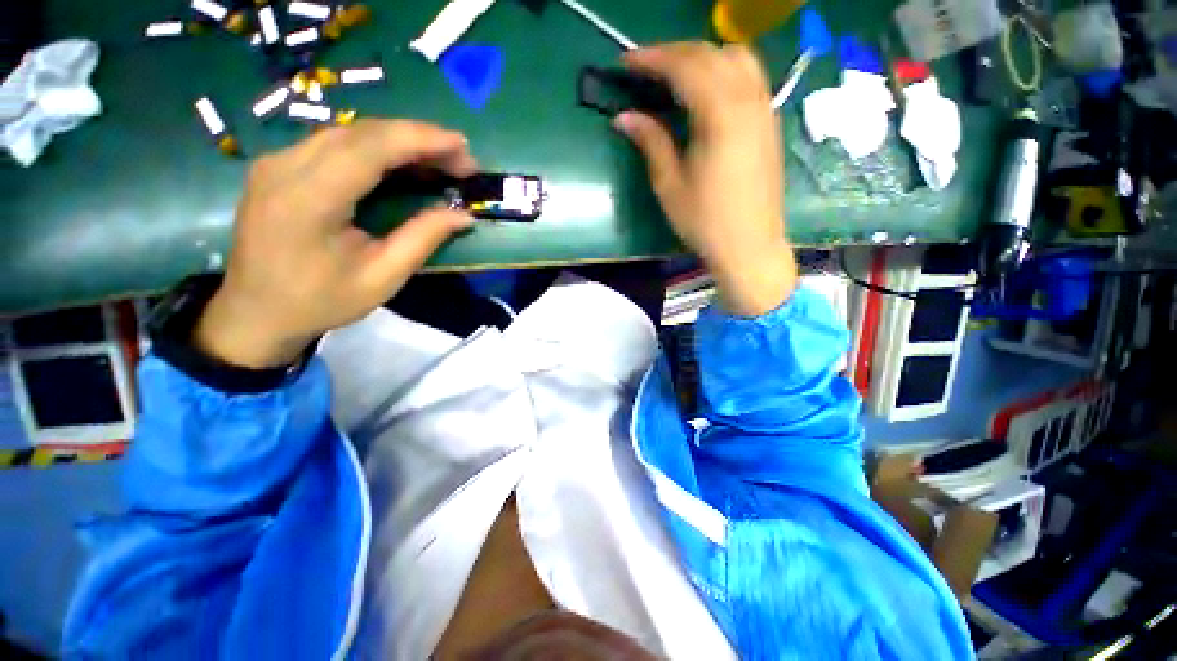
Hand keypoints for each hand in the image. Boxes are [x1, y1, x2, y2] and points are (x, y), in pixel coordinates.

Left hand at [194, 119, 477, 368]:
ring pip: (349, 133)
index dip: (421, 140)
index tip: (462, 147)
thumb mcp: (382, 278)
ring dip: (399, 140)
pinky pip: (336, 143)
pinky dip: (377, 147)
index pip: (370, 148)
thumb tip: (463, 215)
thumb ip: (422, 239)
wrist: (255, 312)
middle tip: (460, 160)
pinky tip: (403, 162)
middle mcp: (285, 167)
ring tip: (440, 160)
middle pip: (361, 132)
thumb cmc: (320, 301)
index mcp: (308, 200)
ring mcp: (277, 162)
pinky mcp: (279, 166)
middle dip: (418, 139)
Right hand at [616, 42, 795, 315]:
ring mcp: (764, 109)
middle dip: (674, 53)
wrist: (749, 246)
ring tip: (676, 76)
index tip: (624, 63)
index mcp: (720, 116)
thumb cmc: (705, 222)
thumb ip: (650, 142)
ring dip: (702, 56)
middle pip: (710, 53)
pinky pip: (750, 77)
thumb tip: (623, 117)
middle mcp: (748, 101)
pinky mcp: (769, 122)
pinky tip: (706, 92)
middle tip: (644, 69)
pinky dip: (723, 70)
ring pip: (736, 57)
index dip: (651, 59)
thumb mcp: (669, 185)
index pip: (684, 66)